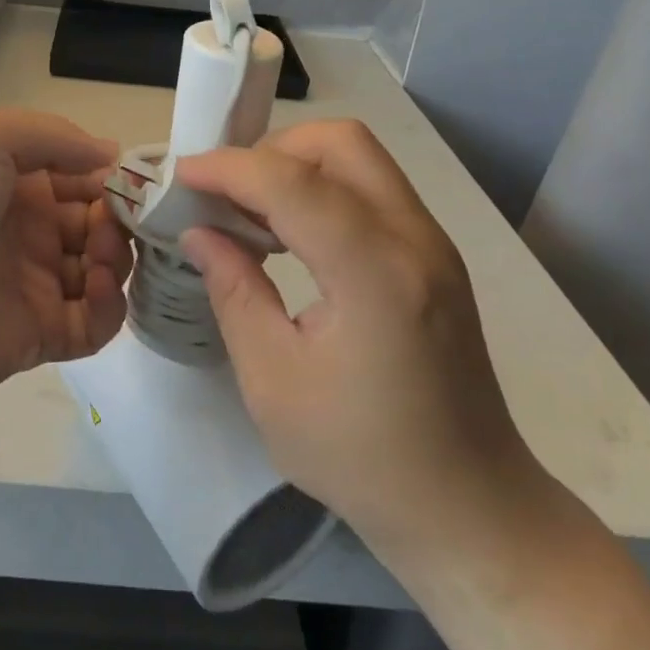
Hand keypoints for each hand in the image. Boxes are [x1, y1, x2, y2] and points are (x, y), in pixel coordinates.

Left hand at [0, 106, 130, 407]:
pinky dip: (111, 302)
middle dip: (121, 215)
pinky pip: (96, 319)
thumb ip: (55, 136)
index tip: (136, 179)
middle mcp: (28, 228)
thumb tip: (112, 154)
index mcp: (14, 180)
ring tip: (104, 251)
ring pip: (104, 267)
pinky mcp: (43, 333)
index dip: (110, 175)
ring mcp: (35, 282)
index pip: (80, 174)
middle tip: (123, 218)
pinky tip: (98, 283)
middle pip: (98, 220)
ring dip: (119, 254)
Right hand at [177, 120, 542, 558]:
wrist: (469, 507)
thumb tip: (199, 233)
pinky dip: (322, 187)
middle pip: (340, 142)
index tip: (181, 175)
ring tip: (250, 210)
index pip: (293, 183)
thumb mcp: (274, 383)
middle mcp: (413, 239)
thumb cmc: (363, 458)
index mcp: (375, 276)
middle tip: (225, 192)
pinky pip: (371, 187)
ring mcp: (431, 242)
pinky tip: (290, 232)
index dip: (230, 168)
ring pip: (359, 157)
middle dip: (271, 150)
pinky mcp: (433, 254)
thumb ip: (234, 292)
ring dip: (297, 165)